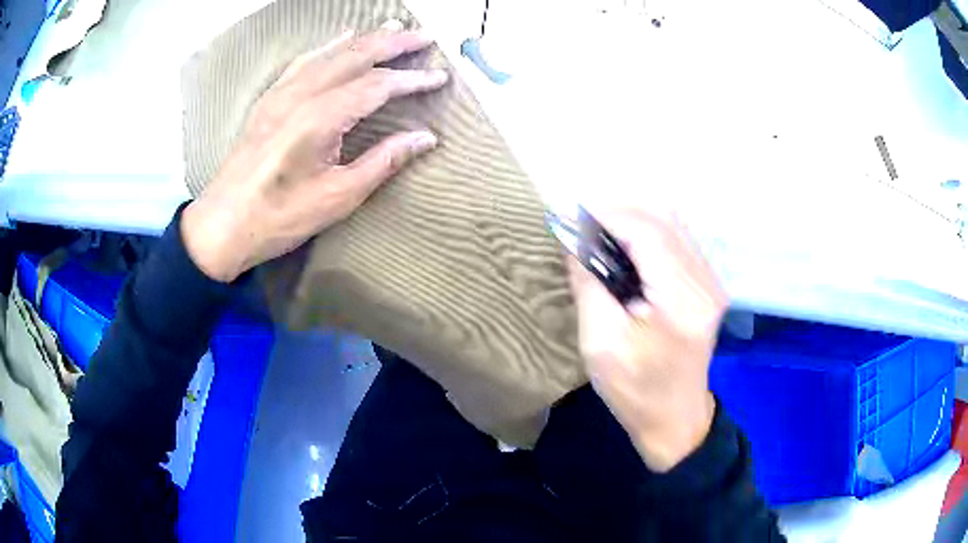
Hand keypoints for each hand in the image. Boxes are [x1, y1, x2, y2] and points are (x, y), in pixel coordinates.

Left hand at [182, 21, 448, 281]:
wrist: (222, 225)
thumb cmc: (280, 217)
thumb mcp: (338, 197)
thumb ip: (383, 161)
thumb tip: (426, 138)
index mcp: (320, 118)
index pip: (376, 86)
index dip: (411, 79)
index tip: (440, 77)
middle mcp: (301, 95)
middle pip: (354, 57)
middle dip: (392, 43)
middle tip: (424, 36)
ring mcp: (281, 94)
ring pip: (329, 53)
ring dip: (364, 39)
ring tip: (392, 28)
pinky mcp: (268, 100)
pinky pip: (303, 62)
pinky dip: (327, 46)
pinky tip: (340, 39)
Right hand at [567, 207, 727, 471]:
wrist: (675, 418)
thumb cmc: (635, 390)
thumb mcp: (600, 343)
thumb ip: (589, 284)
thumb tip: (575, 239)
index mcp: (680, 300)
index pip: (647, 232)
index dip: (608, 215)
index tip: (572, 216)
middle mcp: (704, 282)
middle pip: (664, 219)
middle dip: (619, 211)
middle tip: (582, 222)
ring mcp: (711, 281)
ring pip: (674, 223)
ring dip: (634, 218)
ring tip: (599, 229)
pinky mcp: (708, 284)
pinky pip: (679, 239)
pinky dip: (648, 231)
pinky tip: (625, 243)